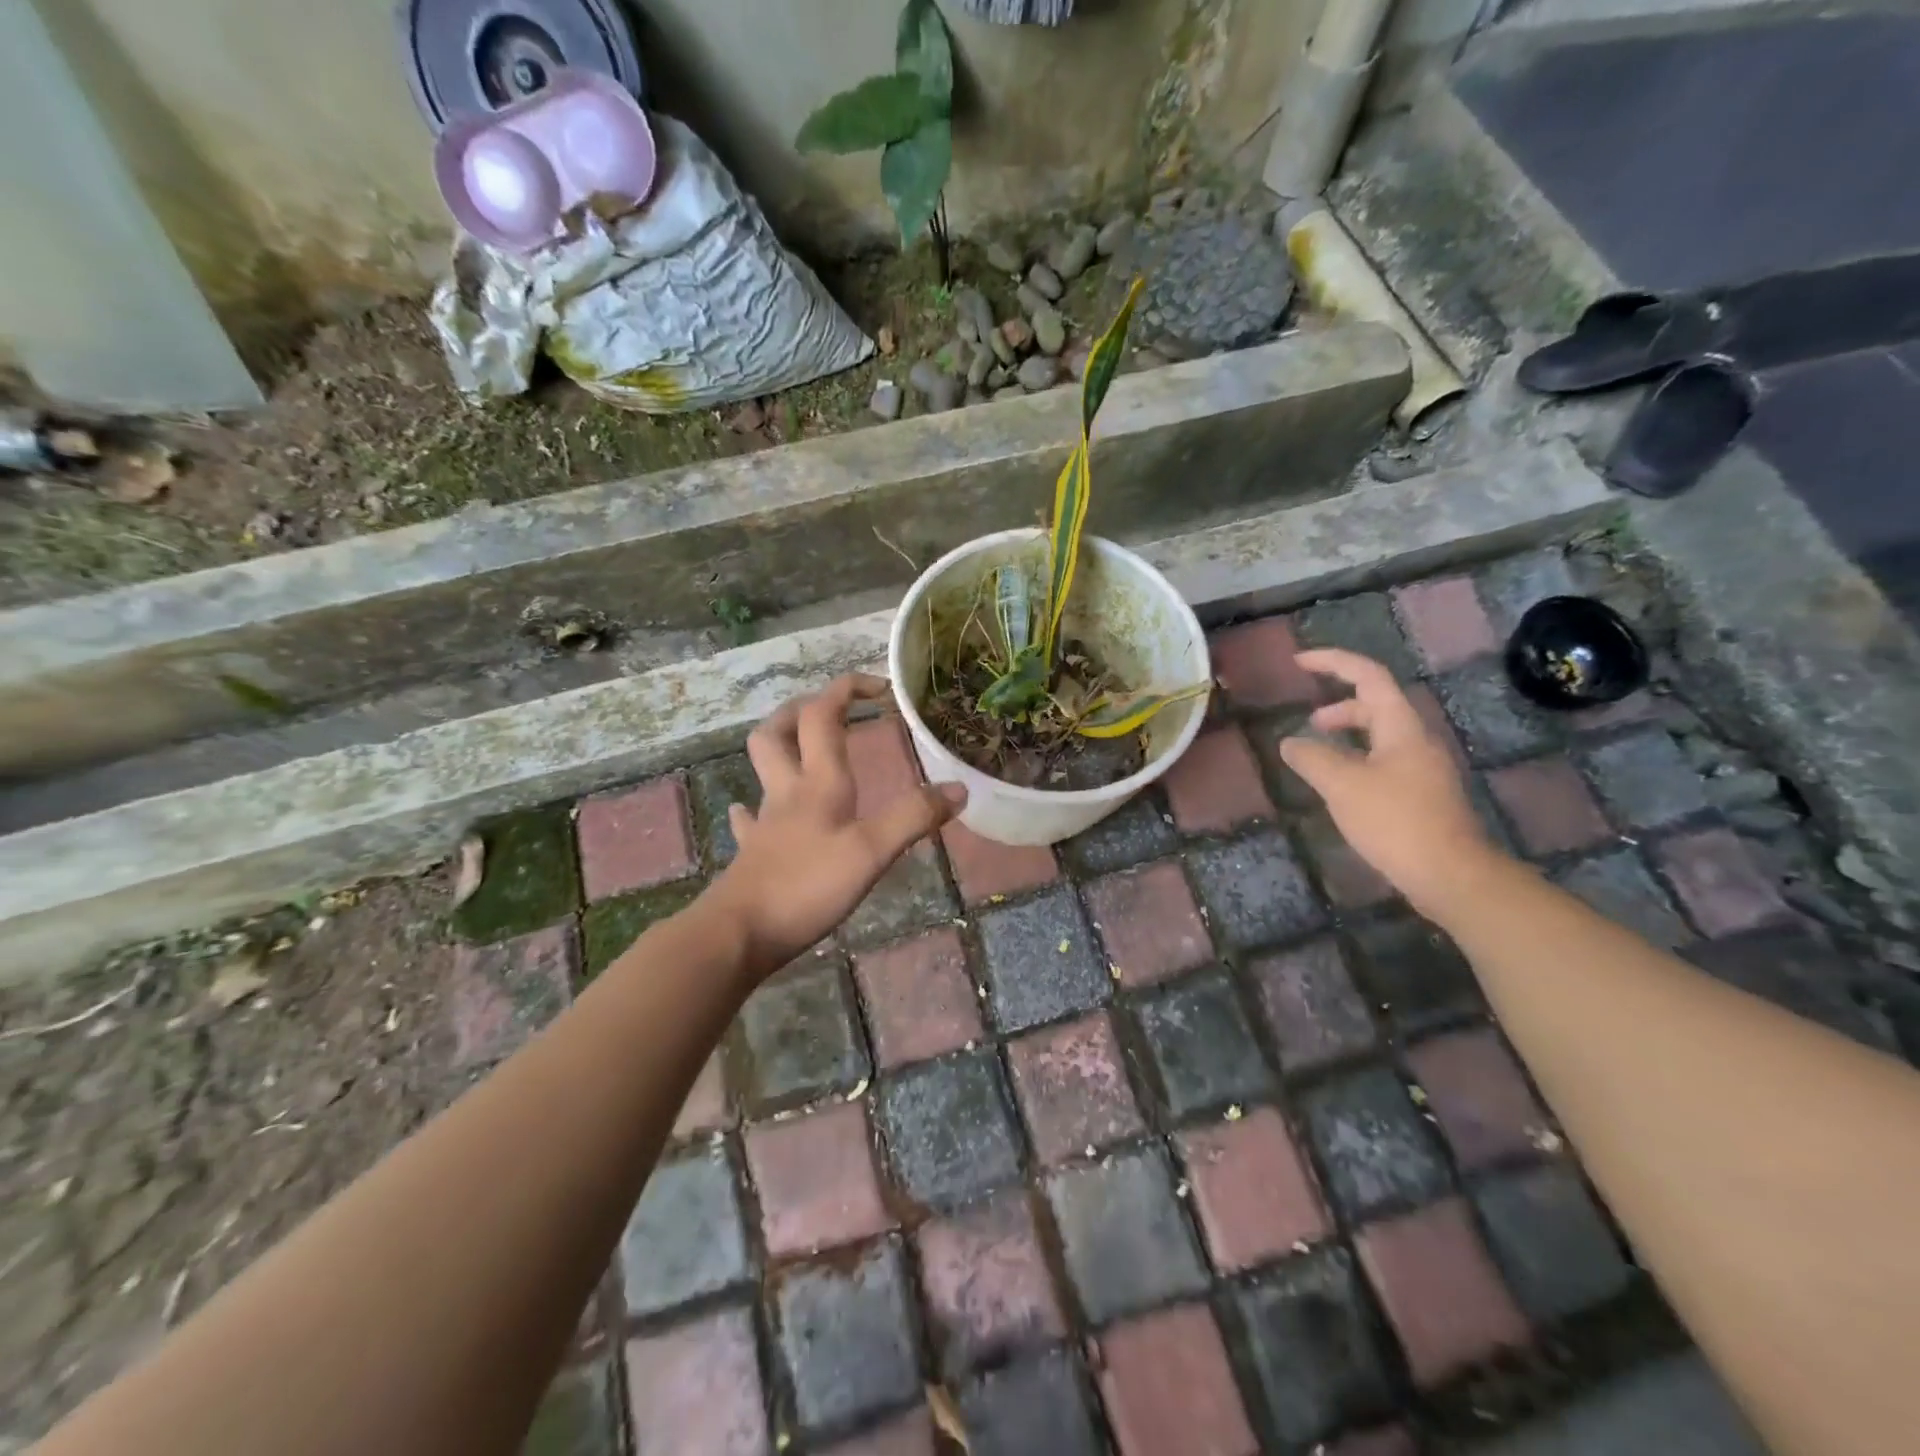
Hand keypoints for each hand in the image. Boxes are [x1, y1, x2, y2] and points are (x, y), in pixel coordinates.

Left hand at [709, 674, 965, 975]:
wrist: (737, 934)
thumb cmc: (806, 886)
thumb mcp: (871, 852)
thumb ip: (913, 818)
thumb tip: (958, 788)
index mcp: (818, 781)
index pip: (823, 715)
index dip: (847, 689)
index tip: (880, 687)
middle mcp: (788, 791)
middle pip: (779, 730)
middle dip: (803, 708)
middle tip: (831, 710)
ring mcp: (765, 822)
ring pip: (764, 768)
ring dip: (782, 747)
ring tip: (805, 748)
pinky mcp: (753, 853)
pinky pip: (750, 819)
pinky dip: (757, 808)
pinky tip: (761, 814)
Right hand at [1280, 649, 1500, 916]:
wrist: (1450, 875)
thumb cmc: (1395, 821)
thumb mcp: (1342, 785)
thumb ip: (1311, 758)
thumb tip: (1289, 742)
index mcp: (1400, 727)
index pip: (1368, 676)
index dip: (1333, 662)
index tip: (1298, 662)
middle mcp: (1416, 740)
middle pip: (1376, 705)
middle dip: (1339, 706)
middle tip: (1308, 721)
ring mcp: (1422, 769)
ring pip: (1380, 737)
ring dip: (1347, 736)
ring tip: (1318, 757)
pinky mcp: (1422, 796)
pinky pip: (1384, 763)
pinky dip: (1356, 761)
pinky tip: (1341, 789)